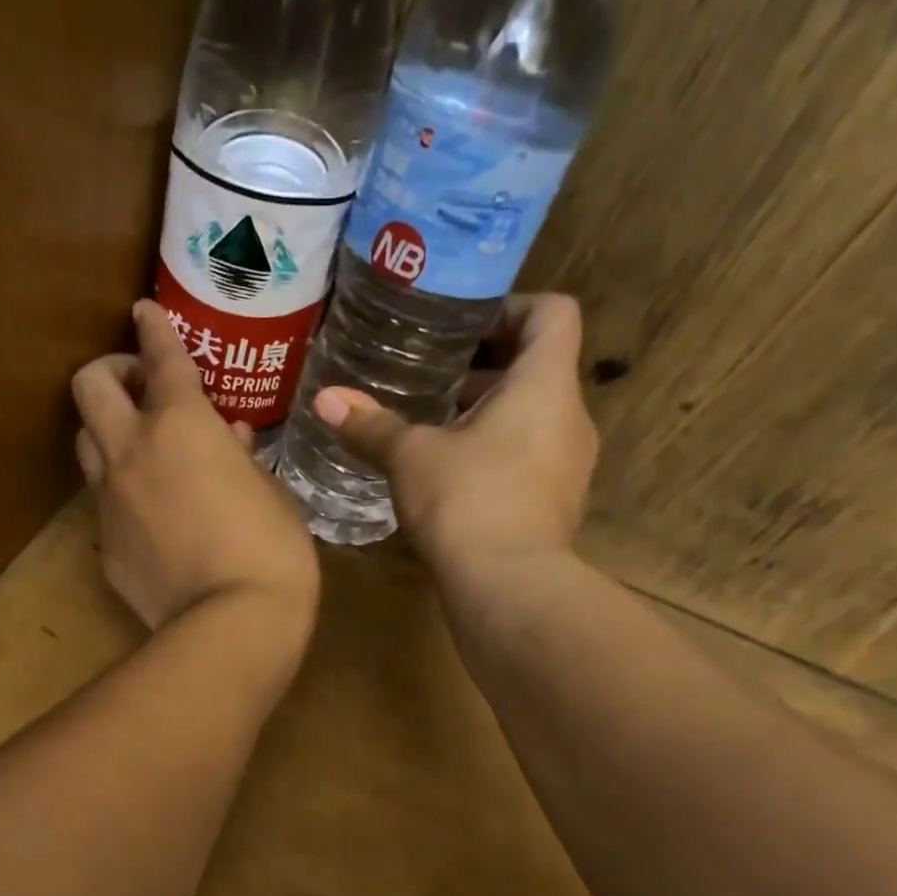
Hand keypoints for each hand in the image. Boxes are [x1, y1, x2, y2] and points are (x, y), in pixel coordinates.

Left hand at [73, 302, 319, 642]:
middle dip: (110, 371)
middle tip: (138, 384)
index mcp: (182, 425)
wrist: (229, 627)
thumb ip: (243, 457)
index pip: (160, 357)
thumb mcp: (272, 494)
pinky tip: (151, 514)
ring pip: (86, 442)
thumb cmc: (270, 551)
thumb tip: (229, 436)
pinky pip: (104, 502)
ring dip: (106, 430)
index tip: (145, 312)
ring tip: (138, 445)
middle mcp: (133, 451)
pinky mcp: (105, 545)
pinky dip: (122, 492)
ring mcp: (110, 499)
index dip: (153, 328)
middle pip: (90, 386)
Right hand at [310, 294, 597, 579]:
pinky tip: (454, 478)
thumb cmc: (465, 500)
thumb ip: (371, 425)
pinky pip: (533, 458)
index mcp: (545, 385)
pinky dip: (500, 454)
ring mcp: (572, 465)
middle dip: (488, 368)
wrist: (508, 587)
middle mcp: (571, 416)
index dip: (513, 308)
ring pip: (536, 417)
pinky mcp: (560, 504)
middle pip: (540, 368)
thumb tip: (325, 399)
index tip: (466, 327)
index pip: (553, 314)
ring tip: (438, 429)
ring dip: (492, 415)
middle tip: (435, 378)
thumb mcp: (410, 457)